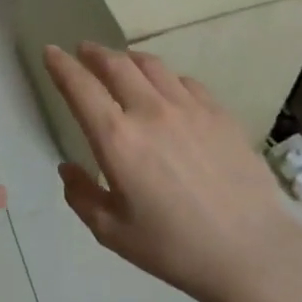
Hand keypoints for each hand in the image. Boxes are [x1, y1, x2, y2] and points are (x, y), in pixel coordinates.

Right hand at [44, 42, 301, 301]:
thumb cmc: (174, 248)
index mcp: (117, 139)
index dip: (61, 65)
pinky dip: (165, 76)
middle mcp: (150, 111)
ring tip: (120, 61)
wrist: (251, 251)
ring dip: (127, 58)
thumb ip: (82, 196)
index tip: (50, 51)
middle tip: (83, 50)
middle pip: (115, 65)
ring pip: (151, 65)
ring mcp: (189, 108)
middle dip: (93, 53)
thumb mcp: (112, 232)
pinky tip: (166, 87)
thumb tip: (68, 168)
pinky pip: (185, 81)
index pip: (80, 87)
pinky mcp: (219, 113)